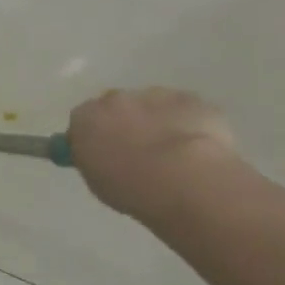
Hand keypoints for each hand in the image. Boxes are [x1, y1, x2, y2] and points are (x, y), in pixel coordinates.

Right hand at [67, 88, 242, 221]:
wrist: (185, 180)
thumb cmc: (132, 189)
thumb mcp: (98, 181)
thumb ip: (96, 159)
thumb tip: (102, 155)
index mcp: (85, 119)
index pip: (83, 121)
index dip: (96, 137)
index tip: (107, 155)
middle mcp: (114, 100)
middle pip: (117, 107)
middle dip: (127, 124)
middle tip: (142, 154)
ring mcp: (154, 95)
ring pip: (152, 105)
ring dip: (158, 122)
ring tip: (176, 155)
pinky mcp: (190, 99)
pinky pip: (185, 110)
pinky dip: (190, 123)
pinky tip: (201, 148)